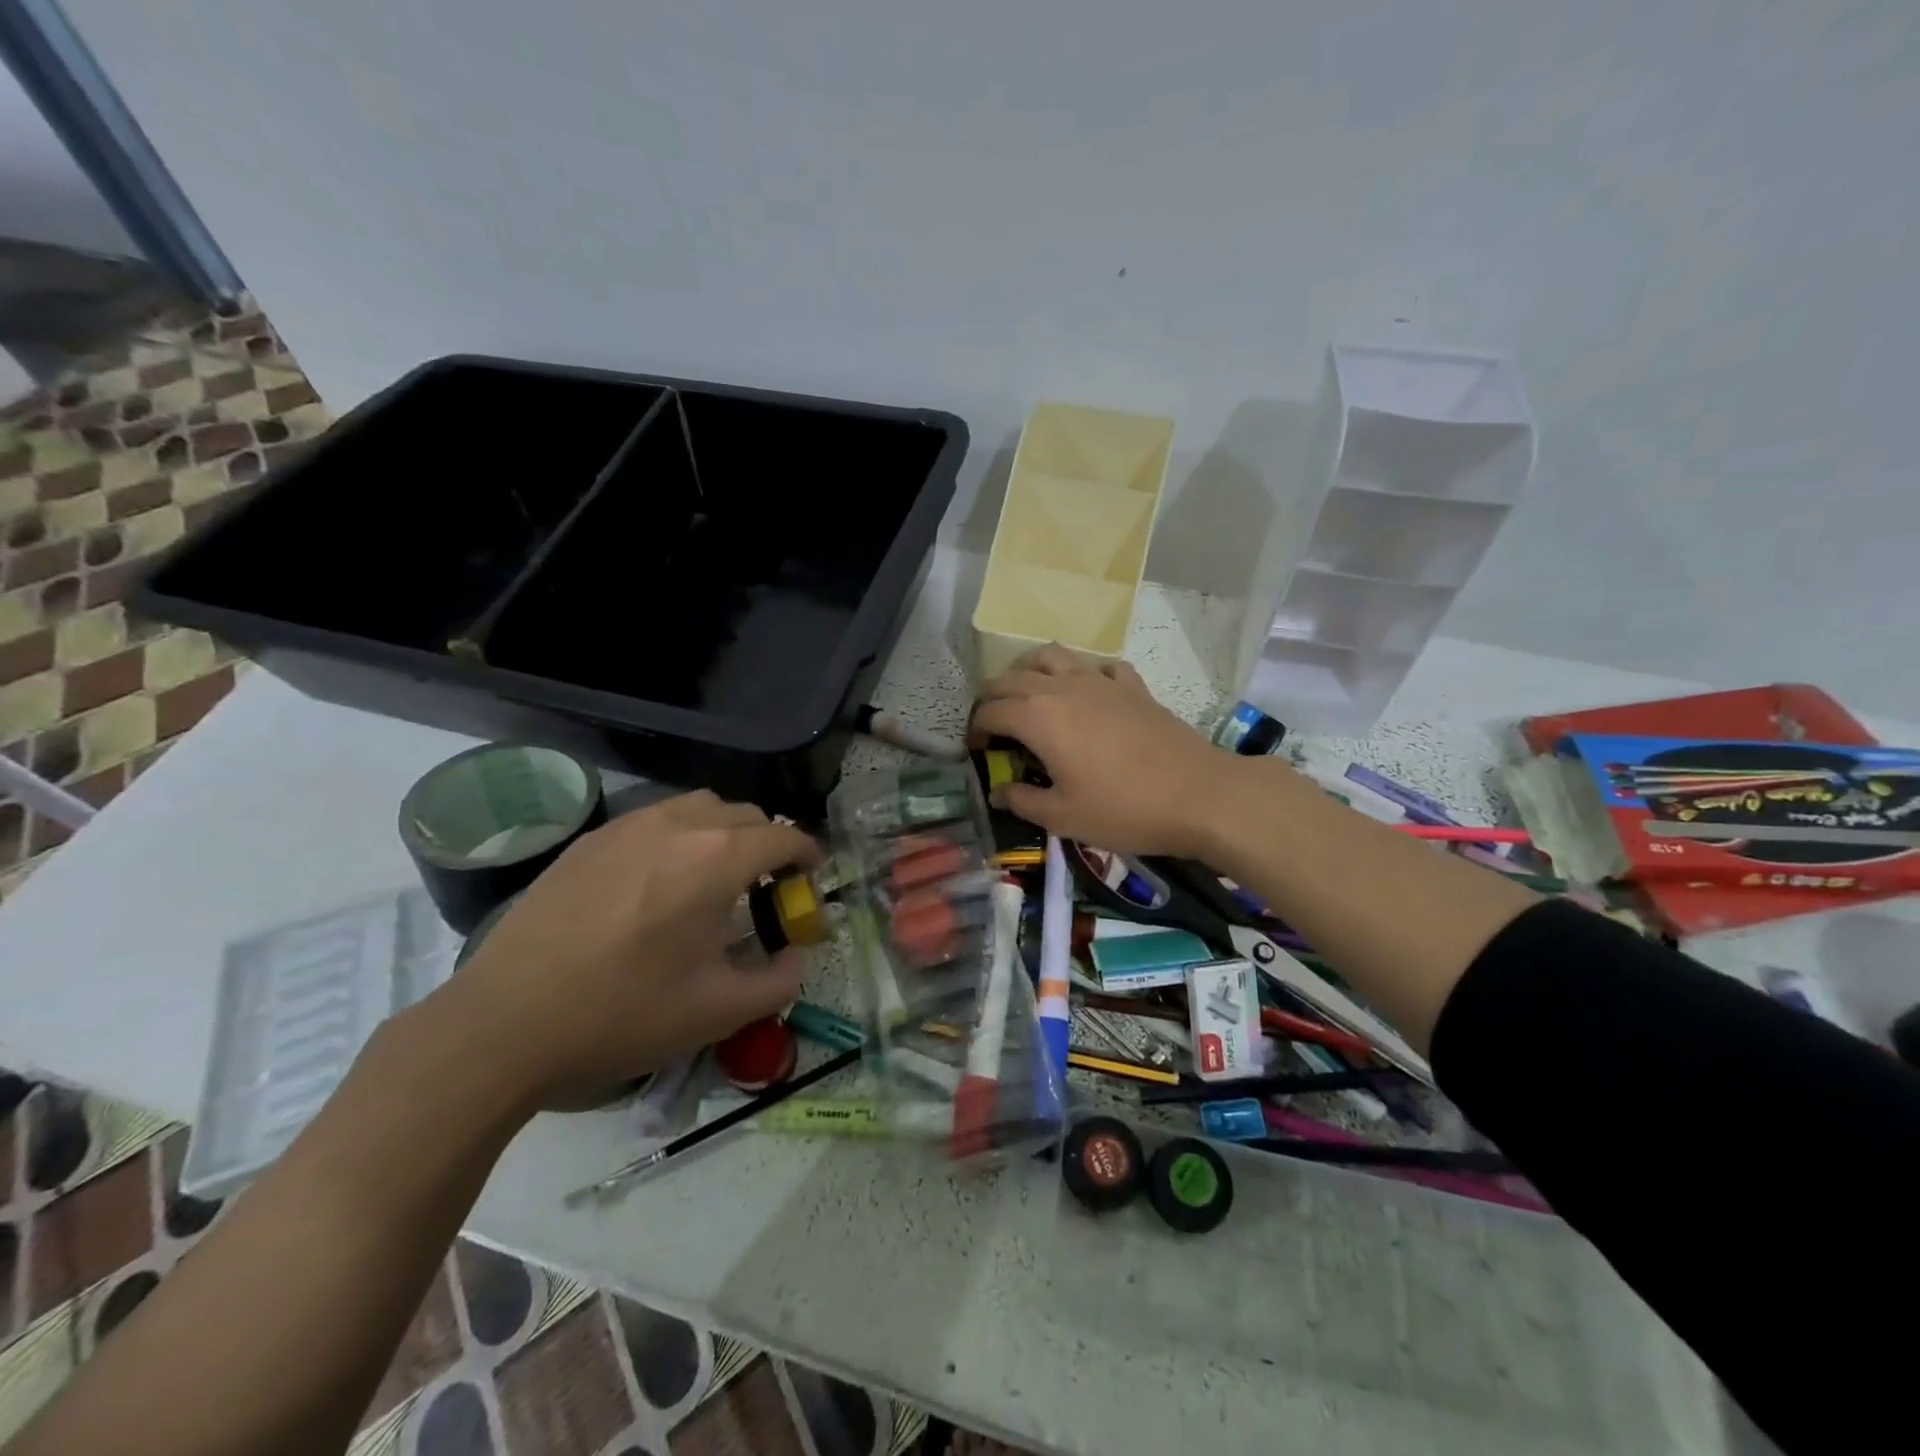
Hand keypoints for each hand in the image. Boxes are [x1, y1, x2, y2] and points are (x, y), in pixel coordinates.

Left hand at [432, 791, 819, 1110]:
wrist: (504, 1024)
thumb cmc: (622, 1014)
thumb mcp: (718, 1012)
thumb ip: (779, 981)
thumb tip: (794, 955)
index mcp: (716, 859)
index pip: (783, 835)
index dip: (807, 854)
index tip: (810, 877)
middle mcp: (677, 825)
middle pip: (745, 814)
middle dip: (768, 842)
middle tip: (765, 887)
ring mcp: (627, 826)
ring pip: (698, 807)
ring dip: (723, 832)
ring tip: (714, 878)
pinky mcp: (589, 841)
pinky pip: (654, 820)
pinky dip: (678, 837)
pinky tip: (659, 884)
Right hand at [969, 644, 1240, 857]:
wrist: (1199, 795)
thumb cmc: (1123, 809)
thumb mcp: (1063, 817)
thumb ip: (1022, 801)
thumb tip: (997, 792)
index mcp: (1038, 717)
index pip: (990, 711)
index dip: (975, 729)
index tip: (975, 750)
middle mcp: (1063, 687)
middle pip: (1012, 677)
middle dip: (993, 697)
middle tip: (992, 725)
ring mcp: (1100, 681)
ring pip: (1052, 656)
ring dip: (1030, 671)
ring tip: (1029, 695)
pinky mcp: (1132, 686)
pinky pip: (1098, 667)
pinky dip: (1083, 675)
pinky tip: (1088, 695)